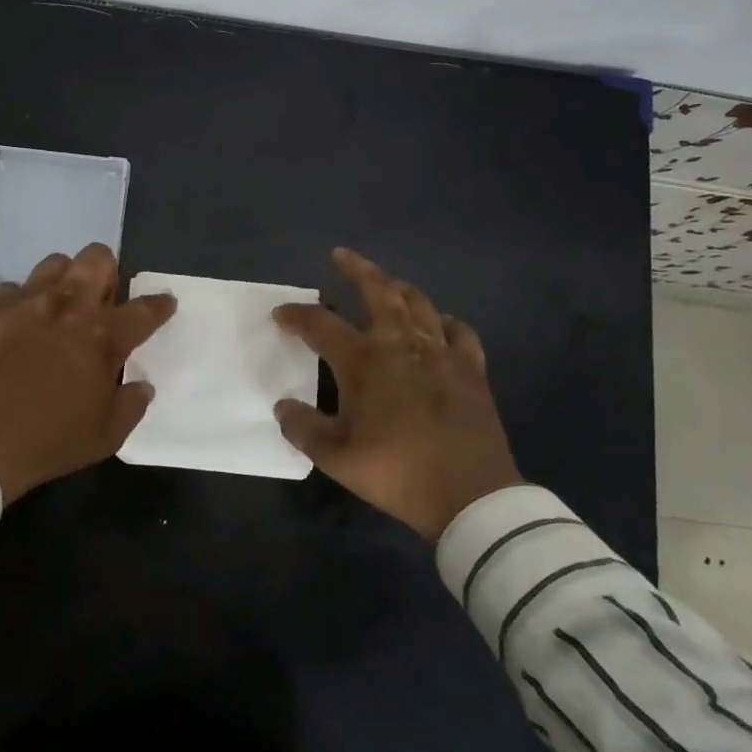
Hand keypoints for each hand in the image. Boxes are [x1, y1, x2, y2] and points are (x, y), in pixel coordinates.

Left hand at [0, 243, 176, 502]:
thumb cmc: (49, 441)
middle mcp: (69, 306)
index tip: (164, 302)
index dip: (160, 304)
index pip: (145, 309)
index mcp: (104, 337)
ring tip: (59, 306)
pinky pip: (12, 288)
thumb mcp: (106, 436)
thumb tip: (141, 385)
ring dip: (64, 280)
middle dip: (107, 272)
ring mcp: (26, 301)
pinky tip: (17, 325)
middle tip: (101, 300)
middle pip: (98, 258)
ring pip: (55, 262)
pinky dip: (21, 302)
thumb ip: (131, 404)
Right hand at [273, 248, 521, 540]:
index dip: (296, 316)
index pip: (321, 325)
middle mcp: (401, 344)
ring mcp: (441, 353)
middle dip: (357, 269)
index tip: (280, 315)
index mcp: (364, 361)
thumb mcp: (336, 458)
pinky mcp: (470, 369)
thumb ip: (303, 428)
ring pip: (419, 303)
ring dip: (398, 288)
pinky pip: (459, 331)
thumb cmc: (397, 472)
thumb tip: (283, 406)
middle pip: (378, 291)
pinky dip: (444, 321)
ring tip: (387, 284)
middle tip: (342, 256)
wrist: (470, 496)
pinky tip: (439, 324)